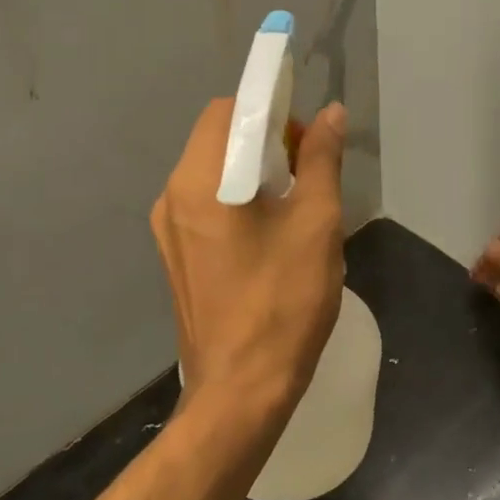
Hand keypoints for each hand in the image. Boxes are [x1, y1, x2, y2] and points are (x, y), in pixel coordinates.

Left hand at [151, 98, 347, 416]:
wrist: (241, 390)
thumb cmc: (283, 301)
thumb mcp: (316, 223)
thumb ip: (321, 159)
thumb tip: (330, 114)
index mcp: (199, 181)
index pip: (227, 111)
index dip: (269, 109)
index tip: (306, 135)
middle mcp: (172, 197)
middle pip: (217, 139)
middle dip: (266, 140)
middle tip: (309, 172)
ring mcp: (169, 230)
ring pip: (213, 173)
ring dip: (255, 171)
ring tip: (296, 204)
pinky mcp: (177, 256)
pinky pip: (207, 206)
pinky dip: (239, 199)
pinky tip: (271, 234)